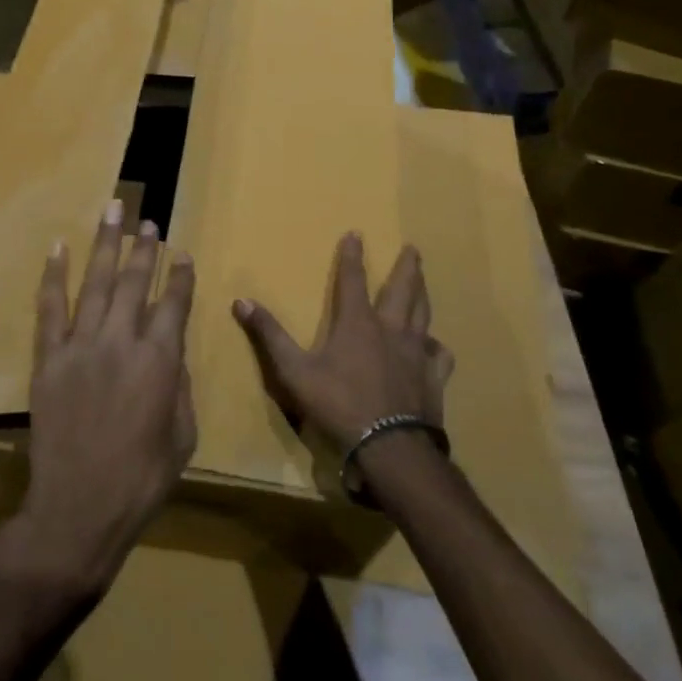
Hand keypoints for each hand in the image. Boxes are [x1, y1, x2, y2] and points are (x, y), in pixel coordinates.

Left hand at [8, 200, 196, 596]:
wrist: (79, 507)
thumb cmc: (141, 479)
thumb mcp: (183, 436)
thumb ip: (178, 385)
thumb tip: (170, 351)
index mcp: (159, 361)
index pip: (174, 305)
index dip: (180, 277)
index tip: (183, 254)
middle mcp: (121, 342)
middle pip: (135, 282)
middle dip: (144, 249)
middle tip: (148, 222)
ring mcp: (80, 346)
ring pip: (96, 283)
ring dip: (105, 244)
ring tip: (113, 210)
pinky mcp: (48, 358)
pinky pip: (50, 308)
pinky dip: (54, 276)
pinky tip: (58, 248)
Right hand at [233, 233, 452, 451]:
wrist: (390, 446)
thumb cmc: (338, 404)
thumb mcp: (294, 370)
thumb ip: (270, 335)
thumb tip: (242, 301)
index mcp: (357, 323)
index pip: (353, 280)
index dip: (353, 256)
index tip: (356, 234)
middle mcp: (390, 330)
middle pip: (401, 290)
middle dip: (405, 267)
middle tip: (413, 248)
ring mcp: (416, 353)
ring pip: (423, 315)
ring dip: (423, 294)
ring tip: (424, 281)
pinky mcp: (433, 378)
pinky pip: (439, 354)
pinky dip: (436, 345)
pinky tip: (435, 345)